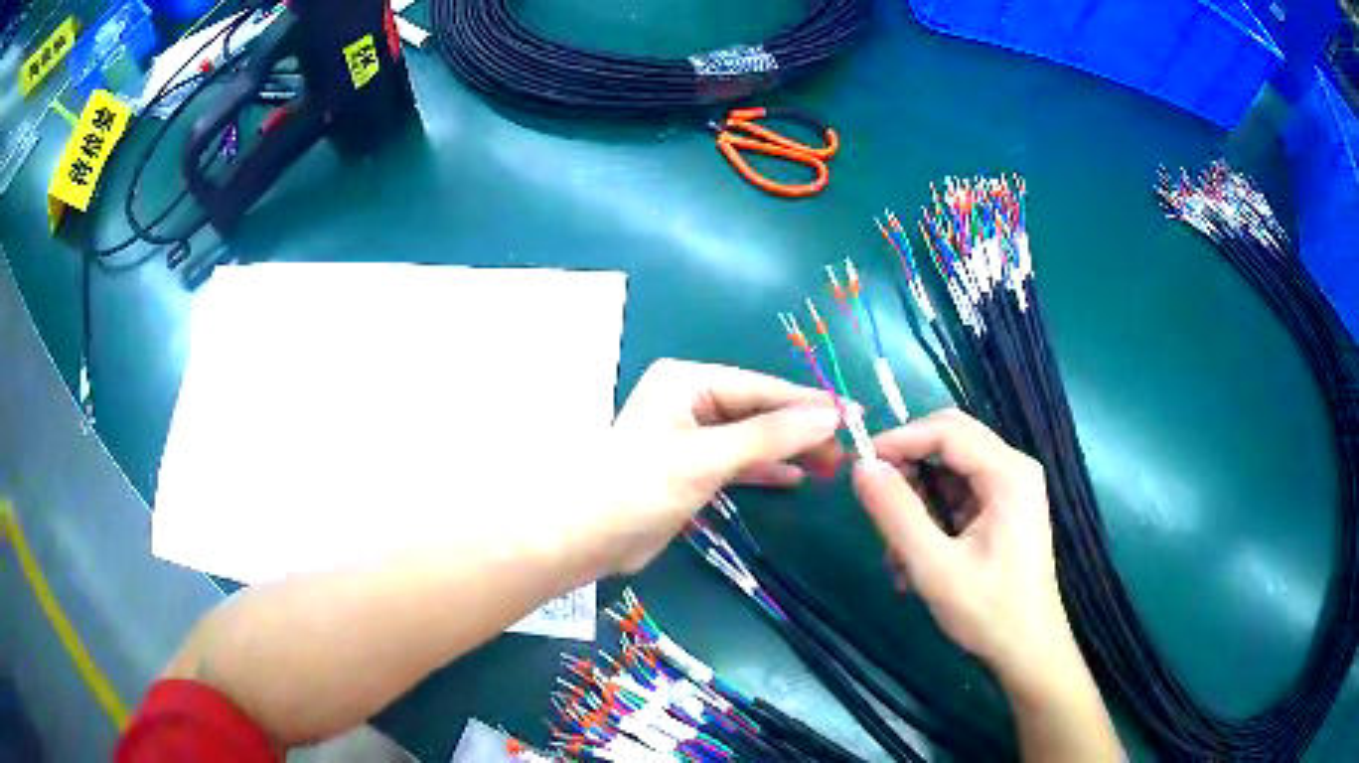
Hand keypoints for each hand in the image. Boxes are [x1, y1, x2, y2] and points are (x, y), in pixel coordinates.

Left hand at [599, 359, 844, 572]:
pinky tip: (798, 476)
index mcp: (688, 382)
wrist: (584, 539)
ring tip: (833, 464)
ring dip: (790, 449)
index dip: (810, 403)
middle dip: (802, 429)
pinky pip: (739, 461)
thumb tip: (831, 414)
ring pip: (753, 437)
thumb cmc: (638, 488)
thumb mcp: (706, 458)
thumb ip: (770, 436)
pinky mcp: (691, 469)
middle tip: (849, 449)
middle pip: (760, 411)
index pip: (761, 388)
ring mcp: (691, 436)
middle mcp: (690, 401)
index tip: (855, 415)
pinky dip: (766, 468)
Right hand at [851, 409, 1072, 687]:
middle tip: (873, 501)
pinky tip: (914, 558)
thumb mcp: (934, 566)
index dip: (899, 439)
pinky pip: (957, 494)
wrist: (1027, 650)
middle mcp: (1013, 468)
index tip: (858, 464)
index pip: (946, 431)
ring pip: (949, 469)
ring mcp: (1010, 489)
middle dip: (908, 466)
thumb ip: (897, 513)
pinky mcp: (1002, 509)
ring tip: (895, 549)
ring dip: (916, 499)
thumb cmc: (988, 611)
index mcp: (1007, 473)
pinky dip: (930, 516)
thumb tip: (861, 467)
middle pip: (950, 440)